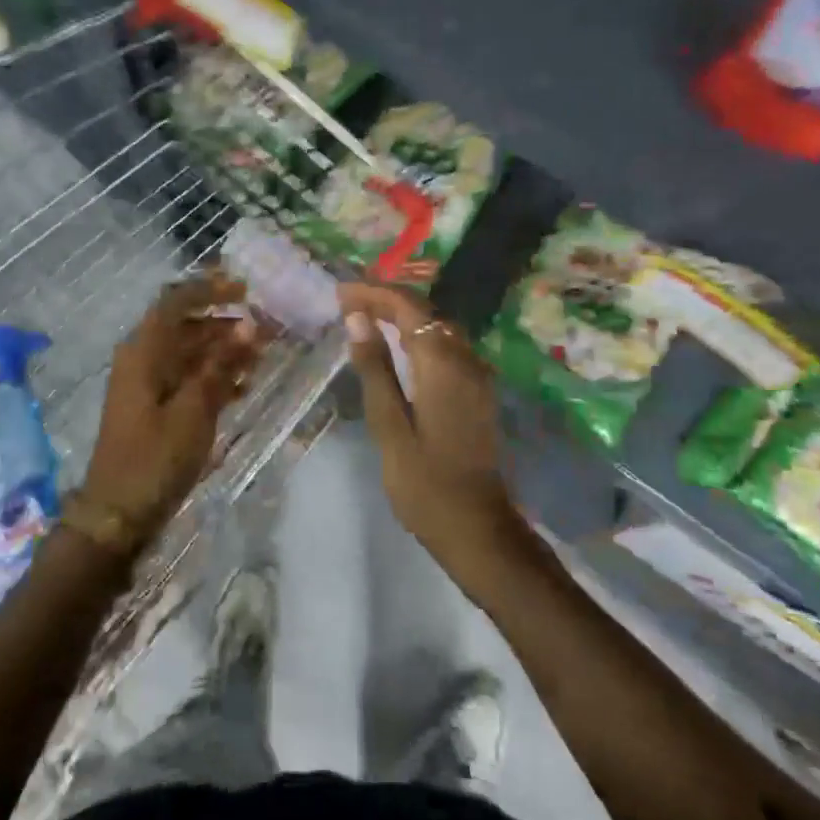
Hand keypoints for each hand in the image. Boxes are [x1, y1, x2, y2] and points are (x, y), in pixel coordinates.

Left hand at [85, 273, 259, 547]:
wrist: (118, 514)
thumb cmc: (155, 457)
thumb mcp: (194, 410)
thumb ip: (221, 365)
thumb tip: (249, 325)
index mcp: (144, 351)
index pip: (176, 301)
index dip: (210, 289)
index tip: (245, 290)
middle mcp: (143, 359)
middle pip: (186, 326)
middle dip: (226, 324)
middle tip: (266, 329)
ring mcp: (147, 384)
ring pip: (190, 353)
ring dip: (224, 351)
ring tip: (262, 358)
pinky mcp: (155, 407)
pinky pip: (187, 378)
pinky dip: (214, 377)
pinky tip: (243, 388)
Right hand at [338, 284, 514, 551]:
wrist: (477, 527)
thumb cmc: (425, 483)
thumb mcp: (390, 425)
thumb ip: (375, 368)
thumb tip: (357, 319)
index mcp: (442, 364)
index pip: (407, 307)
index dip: (373, 293)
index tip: (340, 293)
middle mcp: (466, 359)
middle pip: (425, 311)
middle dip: (386, 299)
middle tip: (347, 302)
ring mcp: (477, 374)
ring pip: (438, 326)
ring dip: (403, 315)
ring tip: (365, 316)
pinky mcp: (478, 390)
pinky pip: (447, 346)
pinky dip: (419, 335)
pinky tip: (397, 345)